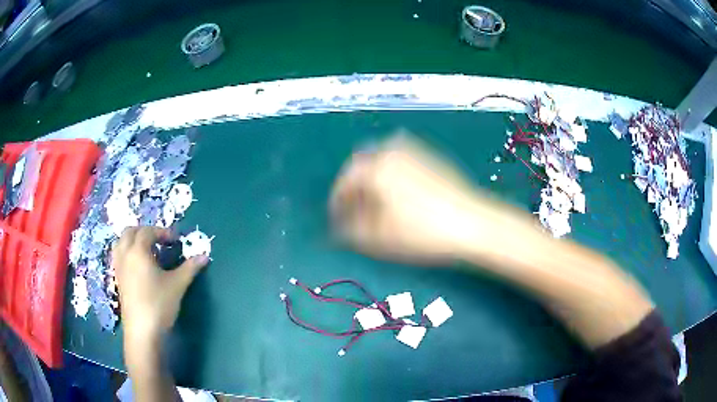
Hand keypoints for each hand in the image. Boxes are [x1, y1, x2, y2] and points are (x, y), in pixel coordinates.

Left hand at [112, 227, 208, 339]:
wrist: (142, 331)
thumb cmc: (159, 304)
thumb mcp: (177, 285)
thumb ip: (190, 268)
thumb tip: (204, 256)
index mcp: (138, 251)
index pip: (148, 232)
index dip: (162, 232)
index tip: (176, 240)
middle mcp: (125, 254)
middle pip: (130, 232)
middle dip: (145, 231)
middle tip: (160, 241)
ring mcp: (119, 267)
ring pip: (121, 243)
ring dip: (133, 240)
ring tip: (146, 250)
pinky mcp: (118, 279)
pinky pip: (119, 256)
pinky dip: (127, 252)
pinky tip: (138, 266)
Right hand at [330, 134, 535, 263]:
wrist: (473, 222)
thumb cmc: (422, 232)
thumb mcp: (379, 238)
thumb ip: (350, 231)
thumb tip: (336, 228)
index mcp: (374, 167)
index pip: (344, 182)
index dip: (337, 203)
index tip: (336, 219)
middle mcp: (390, 151)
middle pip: (361, 166)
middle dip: (354, 187)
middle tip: (354, 210)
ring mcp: (413, 151)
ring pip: (381, 160)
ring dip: (371, 179)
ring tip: (375, 203)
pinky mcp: (430, 156)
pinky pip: (400, 160)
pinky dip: (391, 173)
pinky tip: (398, 193)